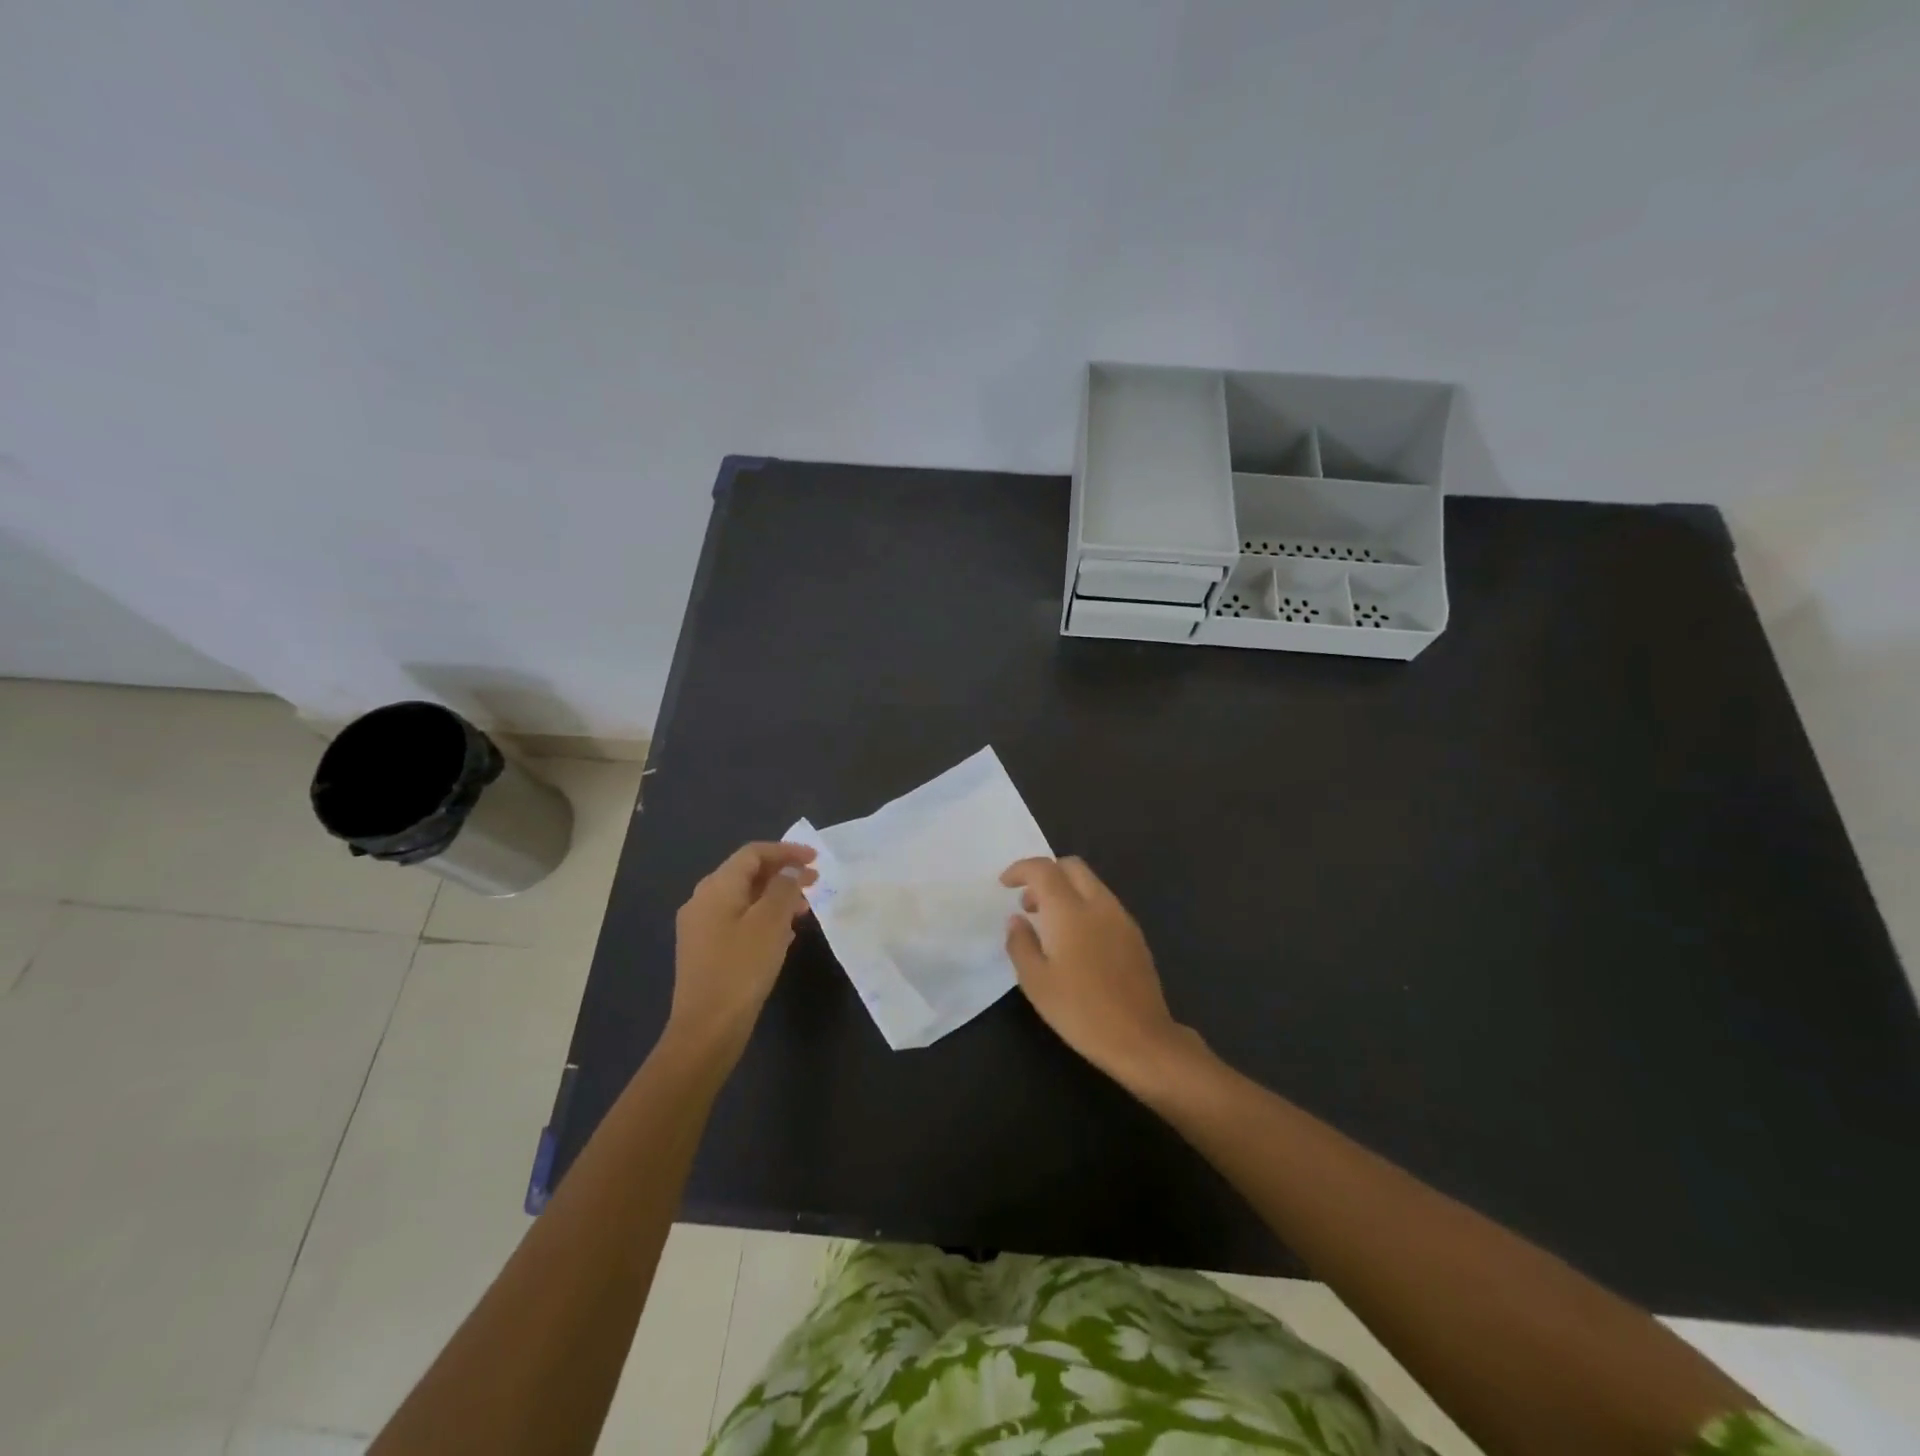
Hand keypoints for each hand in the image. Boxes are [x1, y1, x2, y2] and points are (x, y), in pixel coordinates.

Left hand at [668, 841, 816, 1062]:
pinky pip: (739, 920)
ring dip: (775, 898)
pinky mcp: (705, 951)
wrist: (707, 1029)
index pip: (753, 853)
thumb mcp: (770, 923)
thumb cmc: (741, 968)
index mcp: (716, 887)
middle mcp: (703, 900)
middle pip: (747, 874)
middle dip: (783, 874)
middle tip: (815, 883)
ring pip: (744, 899)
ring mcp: (701, 927)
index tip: (815, 859)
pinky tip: (784, 936)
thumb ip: (783, 888)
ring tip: (804, 911)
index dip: (786, 851)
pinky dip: (763, 918)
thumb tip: (789, 870)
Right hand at [1000, 856, 1196, 1087]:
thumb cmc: (1080, 1011)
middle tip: (1028, 902)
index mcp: (1070, 911)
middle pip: (1072, 867)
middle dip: (1046, 874)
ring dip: (1066, 890)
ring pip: (1091, 884)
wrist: (1140, 1039)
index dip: (1021, 870)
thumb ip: (1020, 943)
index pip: (1043, 869)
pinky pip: (1104, 904)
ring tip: (1048, 924)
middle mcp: (1099, 904)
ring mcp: (1121, 918)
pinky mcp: (1135, 935)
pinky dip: (1084, 906)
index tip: (1005, 884)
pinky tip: (1076, 941)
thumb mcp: (1036, 982)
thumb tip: (1017, 919)